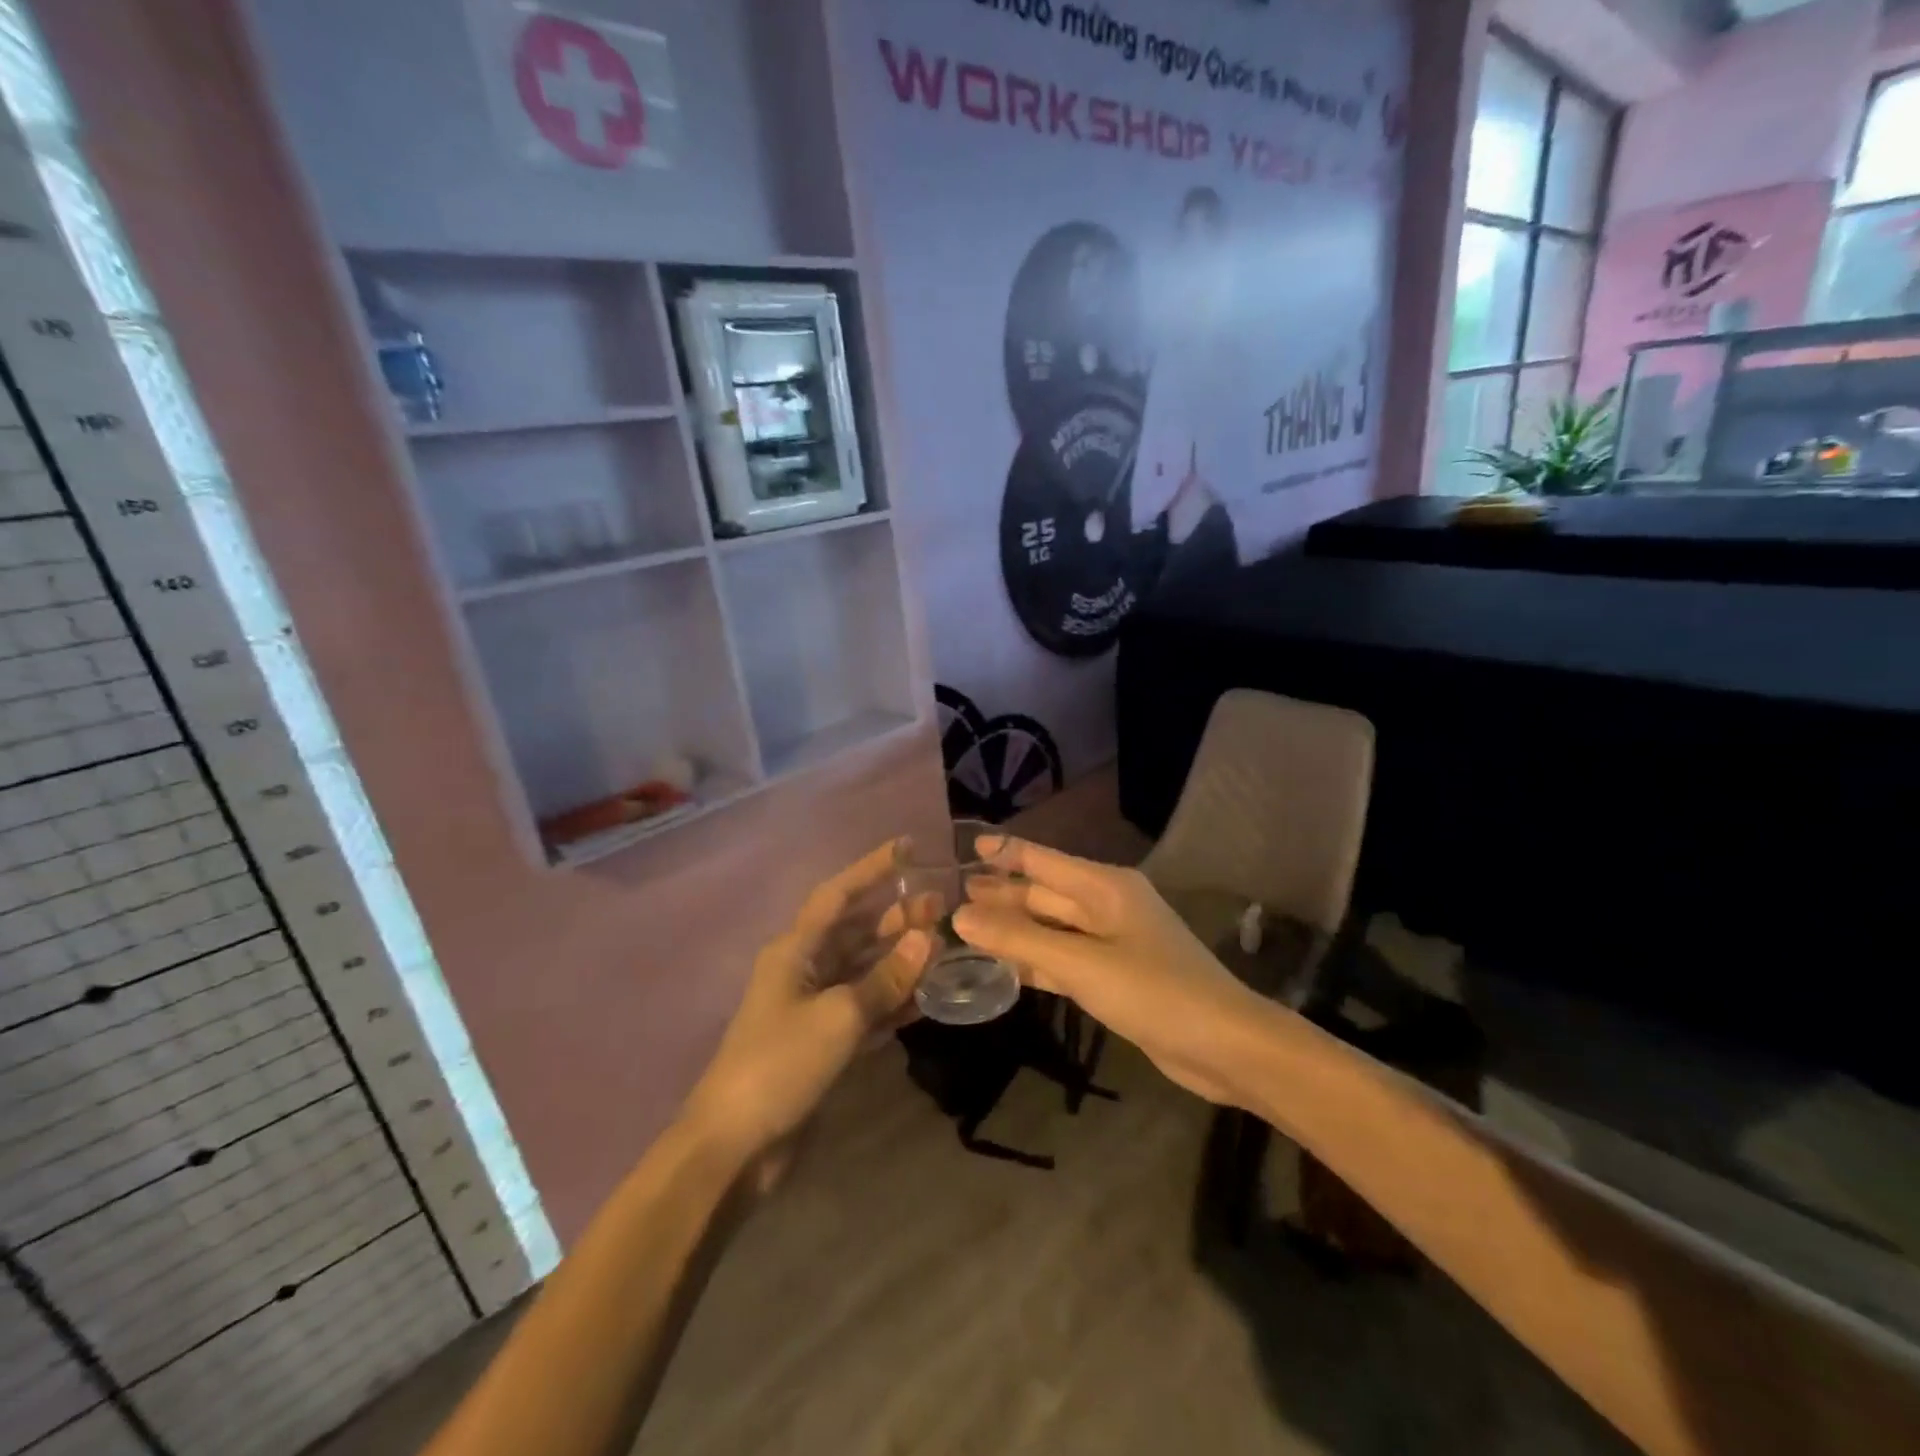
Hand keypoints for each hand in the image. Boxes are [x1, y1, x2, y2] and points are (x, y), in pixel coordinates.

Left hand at [684, 841, 931, 1159]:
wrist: (735, 1145)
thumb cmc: (780, 1064)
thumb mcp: (839, 1015)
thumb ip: (885, 977)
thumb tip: (926, 936)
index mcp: (795, 950)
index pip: (837, 894)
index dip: (871, 868)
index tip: (908, 847)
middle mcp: (804, 969)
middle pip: (855, 931)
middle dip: (895, 916)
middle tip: (940, 905)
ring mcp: (814, 1007)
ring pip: (864, 969)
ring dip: (899, 958)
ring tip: (942, 945)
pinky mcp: (823, 1042)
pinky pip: (865, 1008)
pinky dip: (892, 1000)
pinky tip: (925, 997)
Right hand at [952, 839, 1266, 1106]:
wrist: (1225, 1046)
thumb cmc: (1155, 992)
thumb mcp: (1081, 964)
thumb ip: (1020, 940)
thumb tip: (961, 914)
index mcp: (1104, 887)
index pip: (1043, 861)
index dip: (1005, 853)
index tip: (965, 848)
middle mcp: (1106, 907)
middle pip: (1044, 894)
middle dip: (1002, 894)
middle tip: (951, 894)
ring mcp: (1111, 943)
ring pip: (1051, 928)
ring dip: (1013, 929)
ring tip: (966, 927)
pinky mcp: (1113, 977)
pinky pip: (1063, 959)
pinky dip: (1034, 960)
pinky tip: (1003, 966)